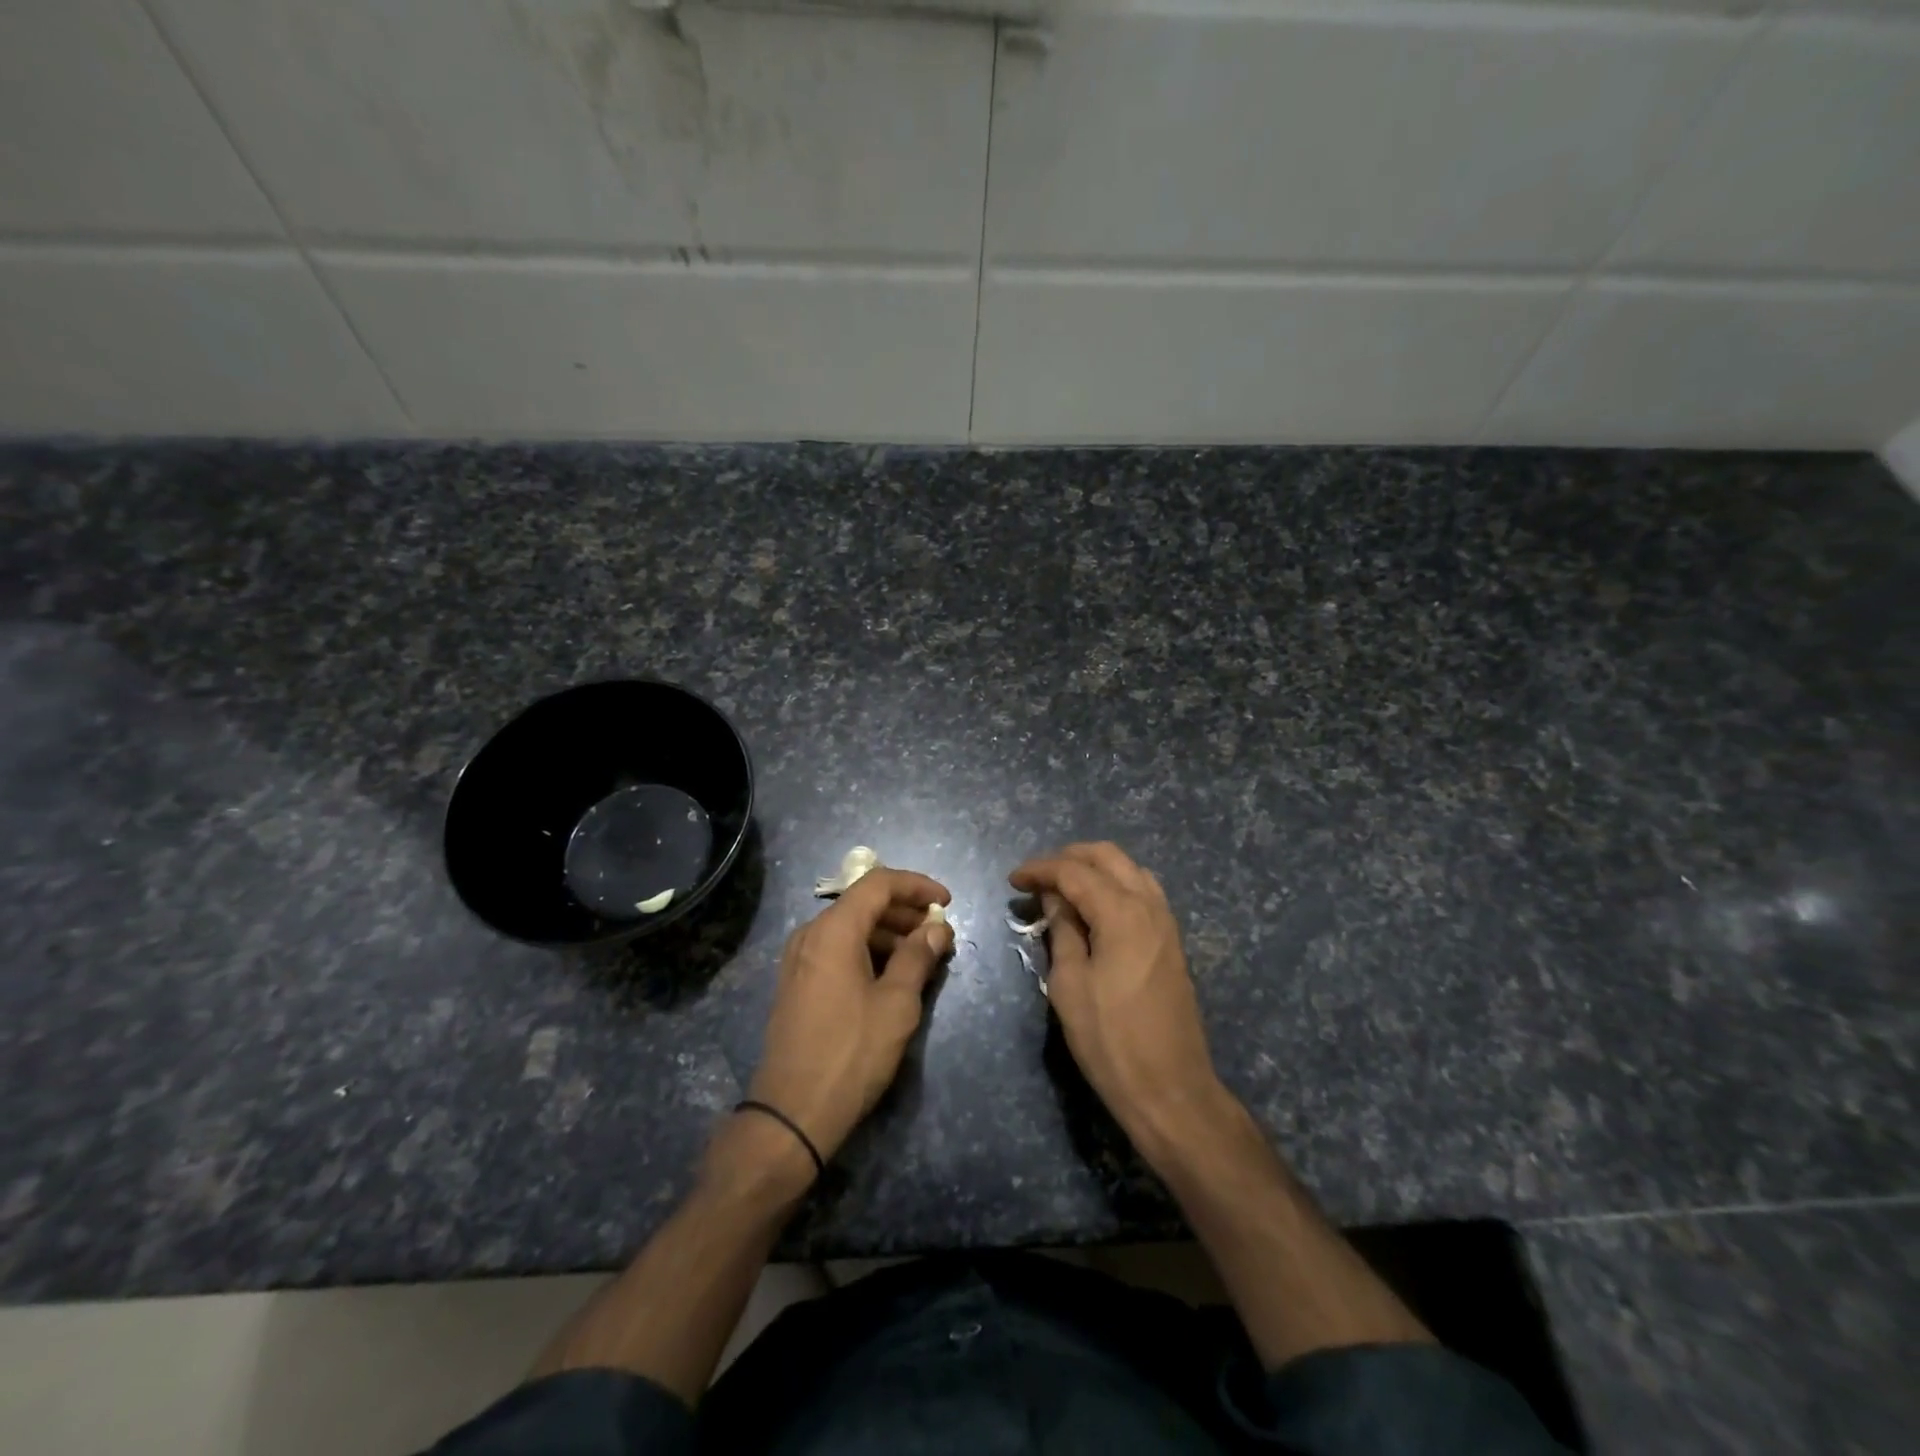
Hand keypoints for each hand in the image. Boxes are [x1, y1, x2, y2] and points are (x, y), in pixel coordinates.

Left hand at [746, 867, 952, 1163]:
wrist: (792, 1113)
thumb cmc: (851, 1053)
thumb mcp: (896, 1004)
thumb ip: (917, 957)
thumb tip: (936, 929)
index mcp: (833, 930)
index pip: (878, 883)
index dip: (916, 886)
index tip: (947, 902)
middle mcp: (810, 934)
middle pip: (862, 903)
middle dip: (905, 911)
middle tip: (938, 933)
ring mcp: (798, 959)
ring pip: (850, 927)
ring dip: (888, 932)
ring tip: (921, 955)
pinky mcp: (797, 983)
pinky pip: (836, 949)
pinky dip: (867, 950)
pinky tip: (891, 974)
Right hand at [1011, 843, 1225, 1159]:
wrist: (1170, 1089)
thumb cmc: (1110, 1040)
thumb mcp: (1069, 985)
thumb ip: (1062, 932)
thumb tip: (1054, 900)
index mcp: (1121, 913)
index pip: (1074, 872)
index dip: (1040, 869)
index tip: (1013, 880)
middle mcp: (1149, 906)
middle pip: (1108, 856)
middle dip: (1069, 857)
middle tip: (1037, 878)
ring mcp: (1166, 922)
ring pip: (1129, 870)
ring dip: (1095, 868)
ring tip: (1063, 889)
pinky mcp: (1171, 942)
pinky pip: (1142, 892)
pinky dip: (1115, 886)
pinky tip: (1095, 908)